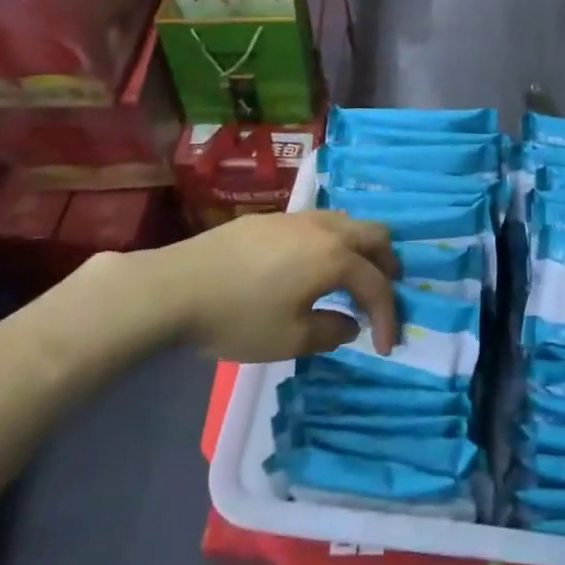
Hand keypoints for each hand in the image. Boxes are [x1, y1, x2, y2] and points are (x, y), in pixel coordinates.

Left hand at [159, 211, 398, 361]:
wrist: (176, 286)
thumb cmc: (238, 317)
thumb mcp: (289, 340)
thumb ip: (329, 332)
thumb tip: (350, 324)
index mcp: (335, 257)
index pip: (376, 285)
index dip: (388, 316)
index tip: (387, 346)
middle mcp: (324, 228)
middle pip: (374, 235)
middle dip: (386, 266)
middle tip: (383, 296)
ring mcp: (297, 217)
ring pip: (347, 222)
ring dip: (360, 249)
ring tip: (351, 279)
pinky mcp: (272, 218)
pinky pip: (320, 223)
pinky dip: (333, 242)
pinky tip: (312, 265)